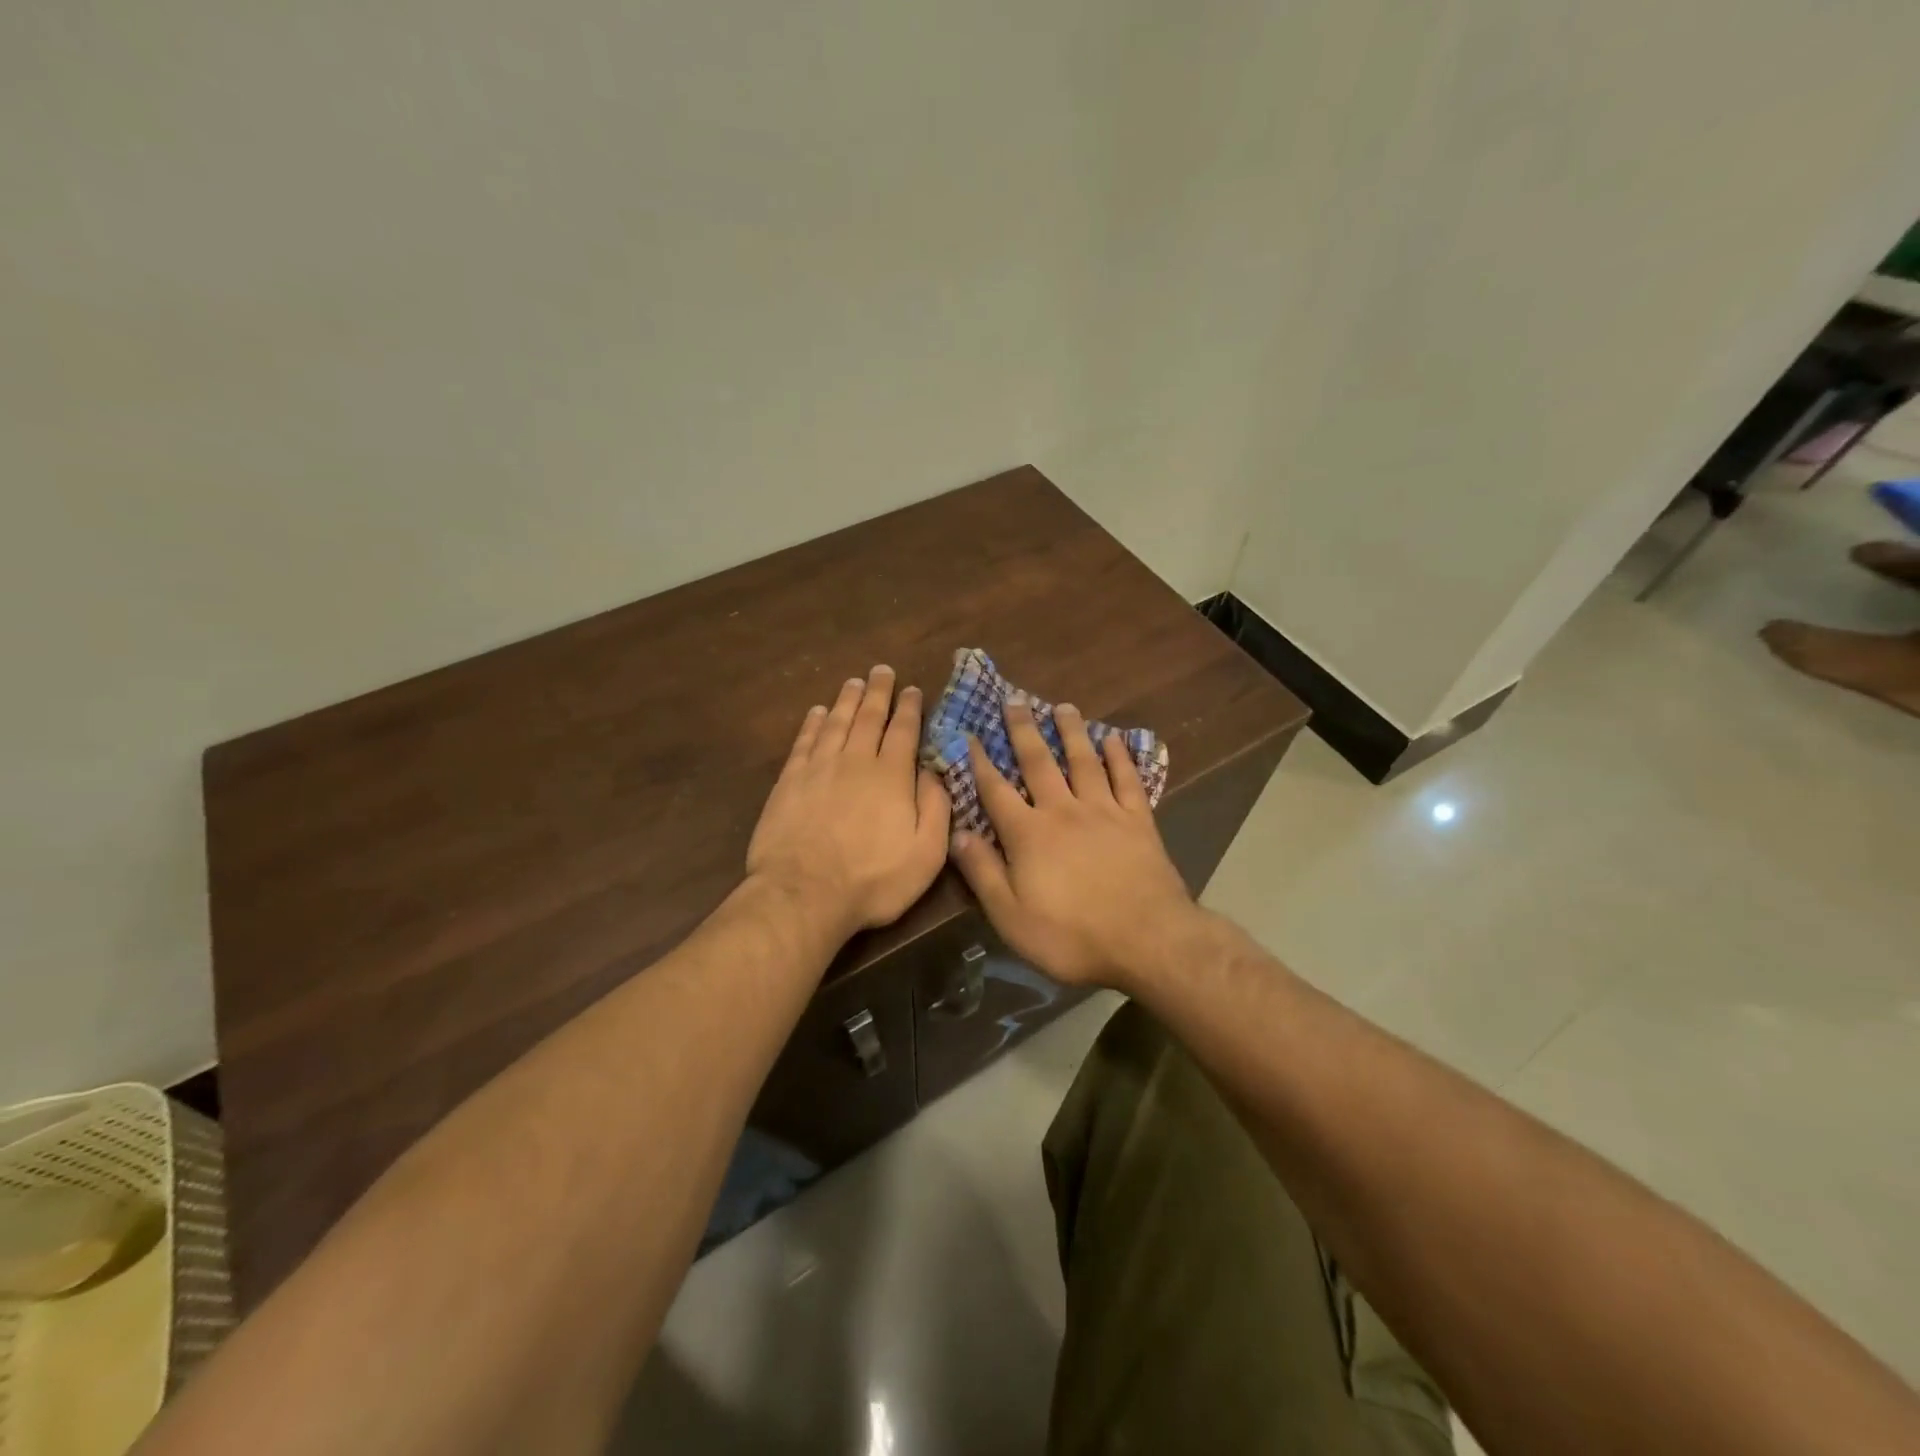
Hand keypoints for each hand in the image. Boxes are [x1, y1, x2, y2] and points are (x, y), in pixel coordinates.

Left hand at [747, 666, 950, 940]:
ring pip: (835, 723)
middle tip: (882, 670)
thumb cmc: (873, 880)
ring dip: (846, 700)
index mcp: (891, 776)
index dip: (909, 708)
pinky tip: (816, 712)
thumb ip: (936, 808)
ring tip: (854, 682)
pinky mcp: (789, 782)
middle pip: (868, 718)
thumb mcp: (926, 853)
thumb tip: (935, 771)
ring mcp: (819, 769)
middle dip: (878, 692)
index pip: (903, 731)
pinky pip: (804, 742)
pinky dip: (812, 723)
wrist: (804, 894)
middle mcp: (855, 761)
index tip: (913, 689)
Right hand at [946, 698, 1202, 989]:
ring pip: (1084, 761)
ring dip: (1072, 732)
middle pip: (1039, 763)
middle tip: (1015, 700)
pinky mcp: (1139, 820)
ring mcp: (1104, 812)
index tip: (971, 735)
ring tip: (1063, 706)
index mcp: (1029, 834)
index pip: (997, 791)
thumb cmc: (1072, 937)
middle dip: (1023, 731)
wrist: (1148, 941)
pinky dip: (1120, 757)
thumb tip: (956, 834)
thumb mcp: (1012, 917)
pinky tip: (1114, 739)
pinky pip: (1127, 779)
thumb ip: (983, 872)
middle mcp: (1063, 811)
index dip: (981, 763)